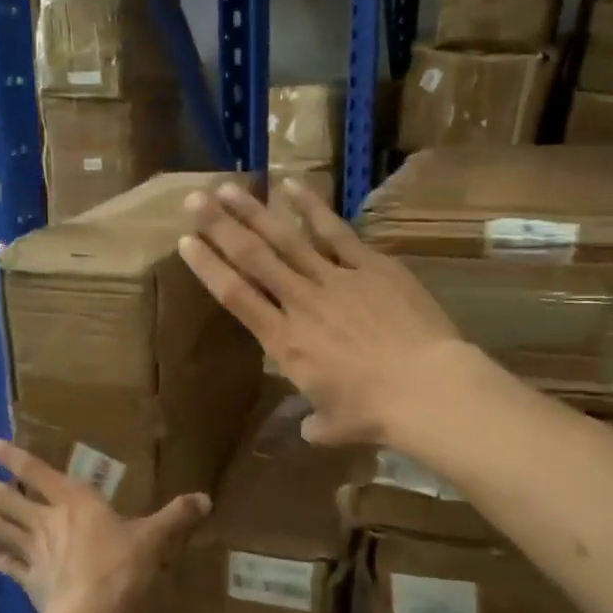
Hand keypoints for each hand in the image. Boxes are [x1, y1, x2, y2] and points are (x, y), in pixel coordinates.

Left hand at [0, 438, 209, 612]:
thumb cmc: (120, 568)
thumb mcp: (153, 538)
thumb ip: (176, 517)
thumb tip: (206, 498)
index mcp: (75, 502)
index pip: (37, 472)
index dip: (11, 456)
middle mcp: (48, 522)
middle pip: (11, 500)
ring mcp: (35, 553)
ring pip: (4, 529)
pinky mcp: (31, 582)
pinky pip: (8, 566)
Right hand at [177, 177, 468, 445]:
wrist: (426, 388)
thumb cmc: (375, 414)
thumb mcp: (333, 427)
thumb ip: (314, 422)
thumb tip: (311, 428)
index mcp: (284, 343)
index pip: (235, 296)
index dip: (208, 267)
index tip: (186, 242)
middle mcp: (301, 303)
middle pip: (253, 257)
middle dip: (220, 226)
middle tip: (194, 199)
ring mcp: (336, 279)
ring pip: (286, 238)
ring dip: (255, 211)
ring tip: (228, 187)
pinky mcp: (371, 266)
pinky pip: (335, 232)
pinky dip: (312, 207)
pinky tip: (291, 184)